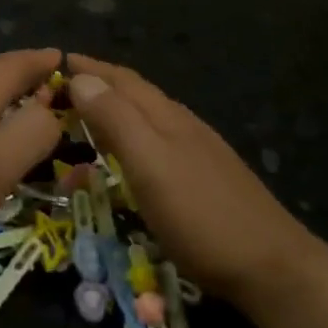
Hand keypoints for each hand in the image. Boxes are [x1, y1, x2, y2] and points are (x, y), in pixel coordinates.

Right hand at [67, 54, 315, 305]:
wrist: (272, 267)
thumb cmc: (201, 217)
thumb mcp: (150, 165)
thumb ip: (116, 120)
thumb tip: (81, 78)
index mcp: (166, 117)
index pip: (122, 80)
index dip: (90, 68)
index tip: (56, 61)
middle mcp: (183, 126)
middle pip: (136, 94)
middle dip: (99, 85)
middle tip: (62, 90)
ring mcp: (198, 152)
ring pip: (148, 118)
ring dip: (114, 111)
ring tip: (86, 118)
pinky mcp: (205, 179)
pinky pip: (157, 144)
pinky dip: (131, 140)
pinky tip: (129, 158)